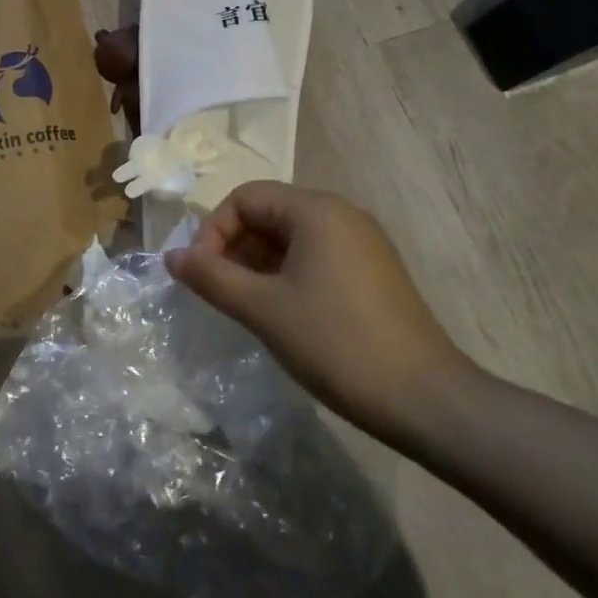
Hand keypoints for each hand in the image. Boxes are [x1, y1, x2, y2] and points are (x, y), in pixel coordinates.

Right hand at [165, 181, 476, 446]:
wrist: (427, 400)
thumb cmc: (337, 344)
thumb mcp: (263, 310)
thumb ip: (212, 277)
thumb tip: (170, 256)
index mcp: (316, 210)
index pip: (246, 197)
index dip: (213, 230)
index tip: (202, 273)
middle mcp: (341, 215)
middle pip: (268, 213)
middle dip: (234, 247)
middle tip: (219, 291)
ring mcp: (362, 244)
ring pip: (290, 237)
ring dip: (257, 263)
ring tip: (244, 305)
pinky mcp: (372, 272)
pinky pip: (315, 256)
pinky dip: (286, 275)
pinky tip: (280, 313)